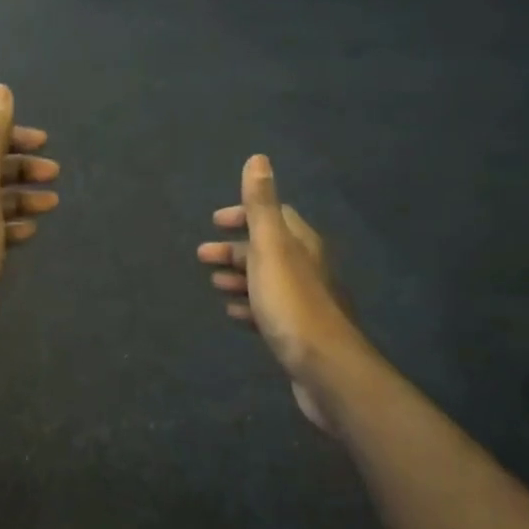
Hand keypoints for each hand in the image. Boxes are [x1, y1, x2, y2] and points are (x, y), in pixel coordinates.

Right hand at [198, 156, 360, 431]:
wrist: (325, 369)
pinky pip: (269, 309)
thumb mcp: (271, 248)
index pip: (274, 216)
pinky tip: (234, 313)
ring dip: (239, 277)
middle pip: (267, 249)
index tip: (215, 223)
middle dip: (234, 249)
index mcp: (302, 244)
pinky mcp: (299, 332)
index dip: (244, 215)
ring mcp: (305, 301)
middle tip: (202, 257)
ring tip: (213, 284)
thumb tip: (258, 159)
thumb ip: (261, 206)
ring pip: (267, 280)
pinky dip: (249, 305)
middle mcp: (308, 268)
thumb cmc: (292, 303)